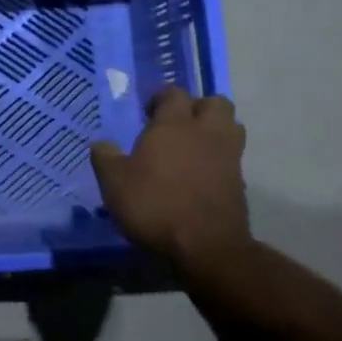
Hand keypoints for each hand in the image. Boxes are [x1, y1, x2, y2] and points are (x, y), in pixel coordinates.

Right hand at [90, 87, 250, 273]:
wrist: (206, 247)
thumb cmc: (155, 205)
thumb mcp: (114, 182)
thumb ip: (105, 157)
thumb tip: (101, 144)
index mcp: (174, 124)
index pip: (174, 93)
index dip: (161, 98)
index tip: (147, 113)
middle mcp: (206, 132)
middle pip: (215, 102)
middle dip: (198, 107)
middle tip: (177, 125)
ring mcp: (228, 157)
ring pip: (231, 127)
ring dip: (215, 130)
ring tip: (193, 147)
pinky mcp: (240, 182)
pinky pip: (232, 157)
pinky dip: (219, 159)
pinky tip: (200, 176)